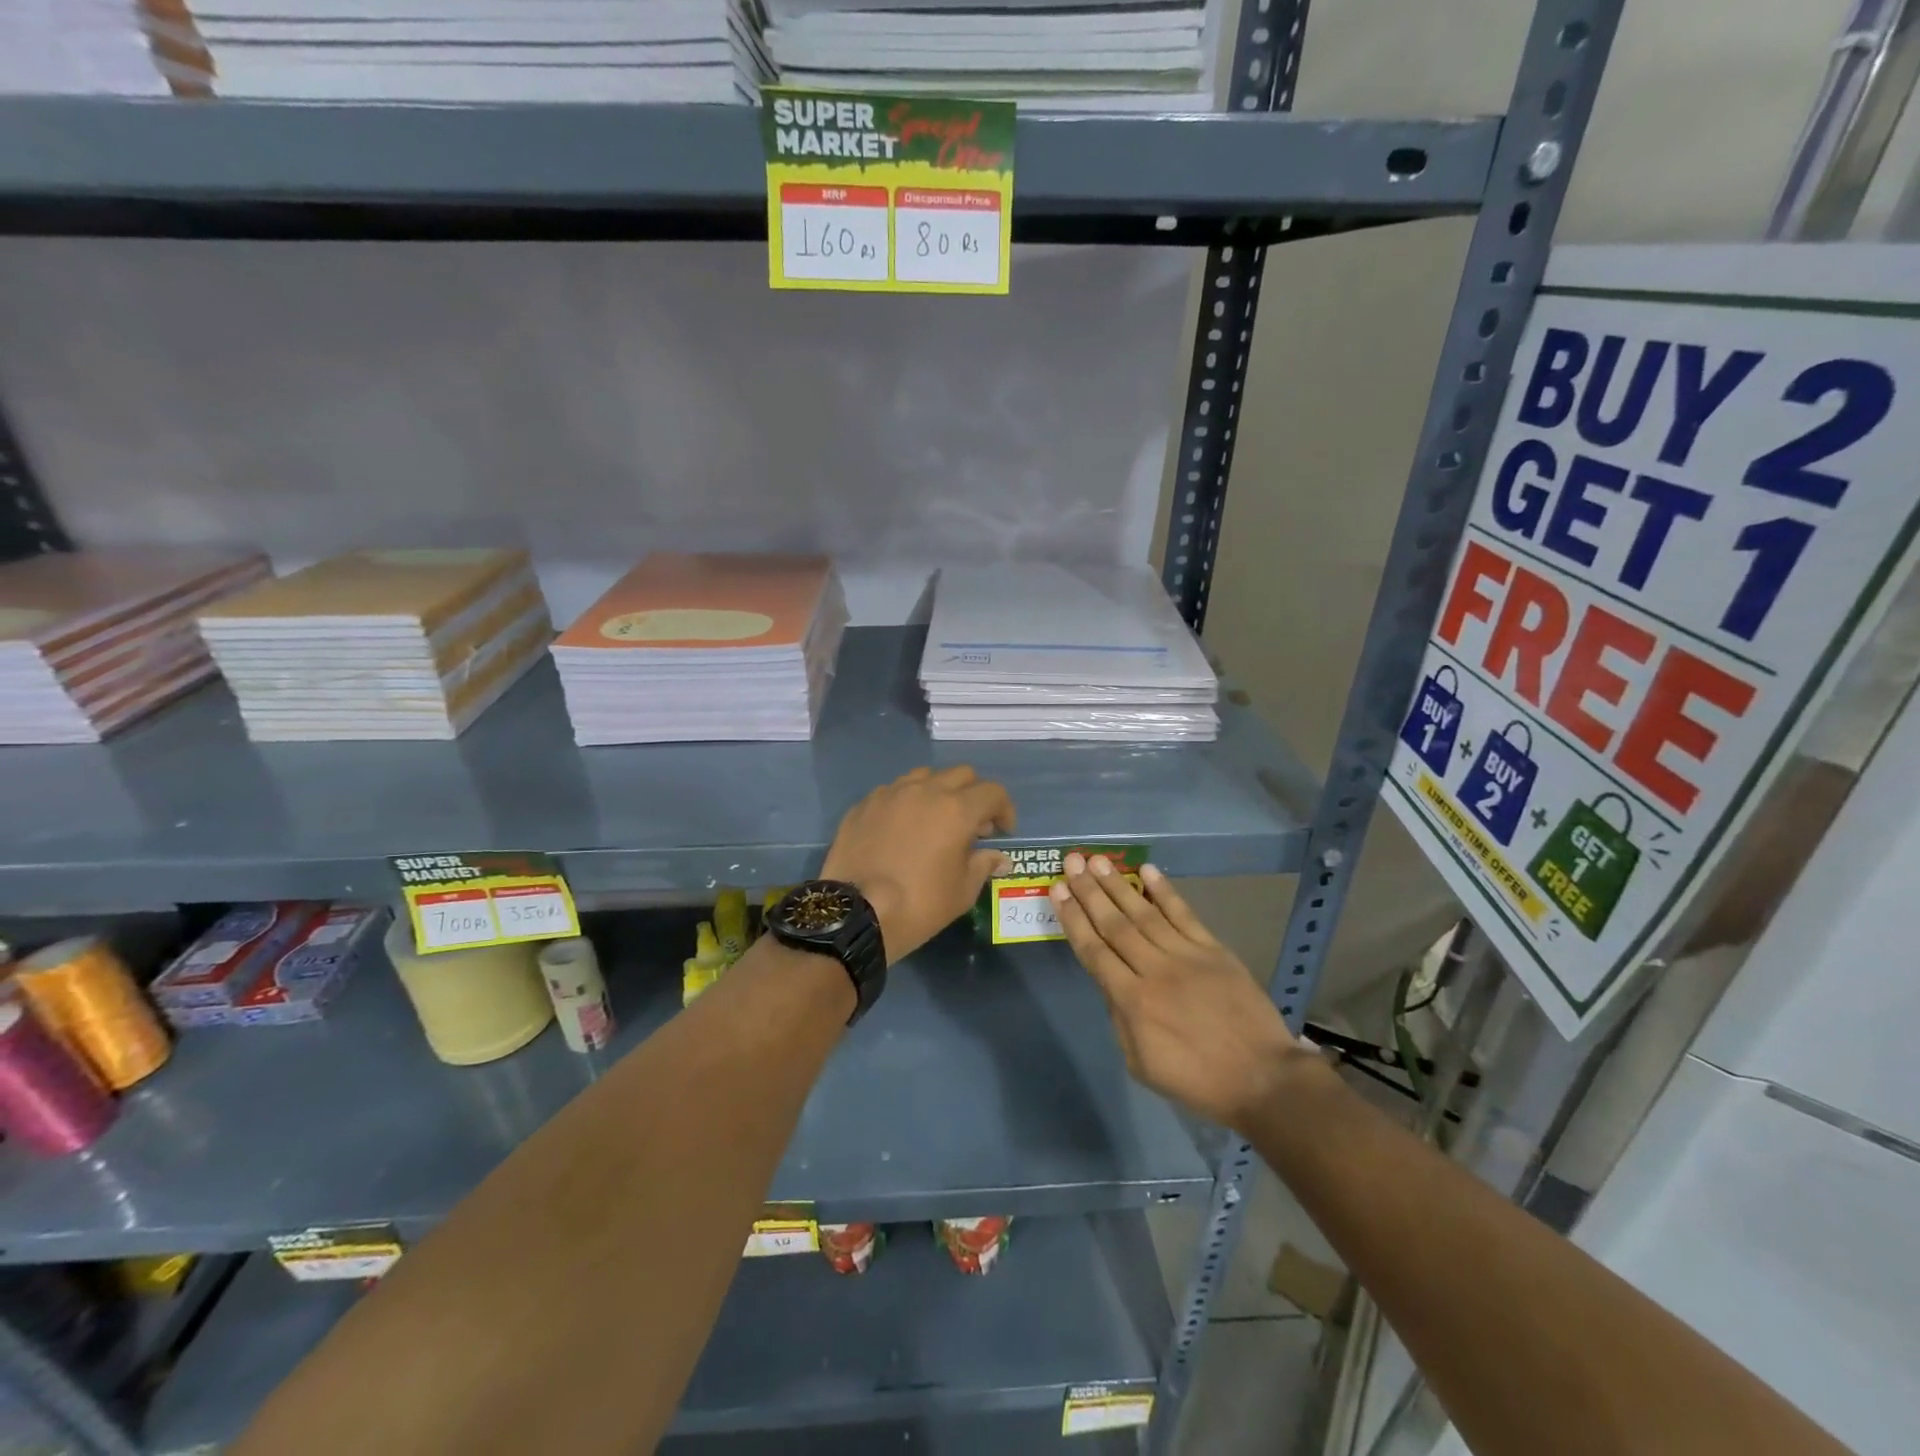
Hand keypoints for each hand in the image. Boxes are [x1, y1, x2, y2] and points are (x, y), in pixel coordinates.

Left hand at [822, 766, 1015, 962]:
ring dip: (939, 792)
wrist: (855, 914)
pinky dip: (907, 802)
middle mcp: (925, 791)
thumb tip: (998, 857)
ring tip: (936, 821)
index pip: (992, 792)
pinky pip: (893, 791)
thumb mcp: (961, 893)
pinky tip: (902, 829)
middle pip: (961, 775)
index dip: (1004, 809)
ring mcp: (890, 794)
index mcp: (956, 809)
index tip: (1002, 831)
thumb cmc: (918, 905)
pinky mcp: (864, 804)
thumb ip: (983, 866)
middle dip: (974, 795)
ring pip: (924, 776)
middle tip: (973, 826)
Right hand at [1053, 854, 1308, 1130]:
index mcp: (1133, 1002)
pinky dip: (1165, 892)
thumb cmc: (1197, 1080)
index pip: (1094, 951)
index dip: (1074, 919)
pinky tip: (1147, 870)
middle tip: (1071, 862)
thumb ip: (1119, 1019)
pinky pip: (1184, 914)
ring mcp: (1186, 955)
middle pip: (1115, 924)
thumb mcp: (1141, 1064)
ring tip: (1097, 860)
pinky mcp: (1214, 950)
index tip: (1058, 891)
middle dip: (1089, 891)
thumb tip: (1109, 983)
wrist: (1263, 1079)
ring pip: (1144, 913)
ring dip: (1118, 885)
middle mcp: (1154, 970)